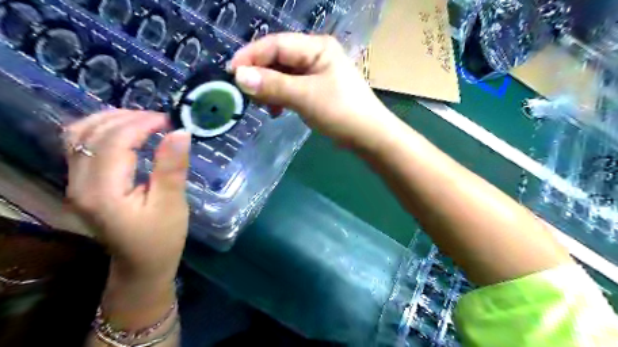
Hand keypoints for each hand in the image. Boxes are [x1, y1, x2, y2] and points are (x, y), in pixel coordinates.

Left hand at [64, 111, 191, 281]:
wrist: (141, 265)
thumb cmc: (162, 238)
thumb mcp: (172, 204)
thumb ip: (171, 167)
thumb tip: (180, 132)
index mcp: (102, 192)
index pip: (112, 142)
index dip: (140, 124)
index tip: (169, 120)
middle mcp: (78, 184)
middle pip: (89, 134)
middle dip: (126, 118)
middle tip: (160, 119)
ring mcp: (75, 184)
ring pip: (79, 136)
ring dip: (111, 121)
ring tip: (143, 121)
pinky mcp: (82, 185)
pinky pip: (82, 147)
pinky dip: (103, 132)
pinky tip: (125, 133)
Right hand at [230, 33, 392, 148]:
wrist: (368, 135)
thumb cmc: (341, 111)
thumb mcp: (305, 96)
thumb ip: (273, 85)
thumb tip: (239, 77)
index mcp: (317, 47)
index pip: (276, 45)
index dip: (251, 56)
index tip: (231, 72)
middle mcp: (315, 55)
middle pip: (278, 59)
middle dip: (260, 75)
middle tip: (244, 93)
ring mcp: (316, 74)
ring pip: (283, 75)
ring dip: (269, 89)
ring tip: (261, 105)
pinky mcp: (316, 90)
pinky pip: (291, 89)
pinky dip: (280, 98)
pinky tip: (275, 111)